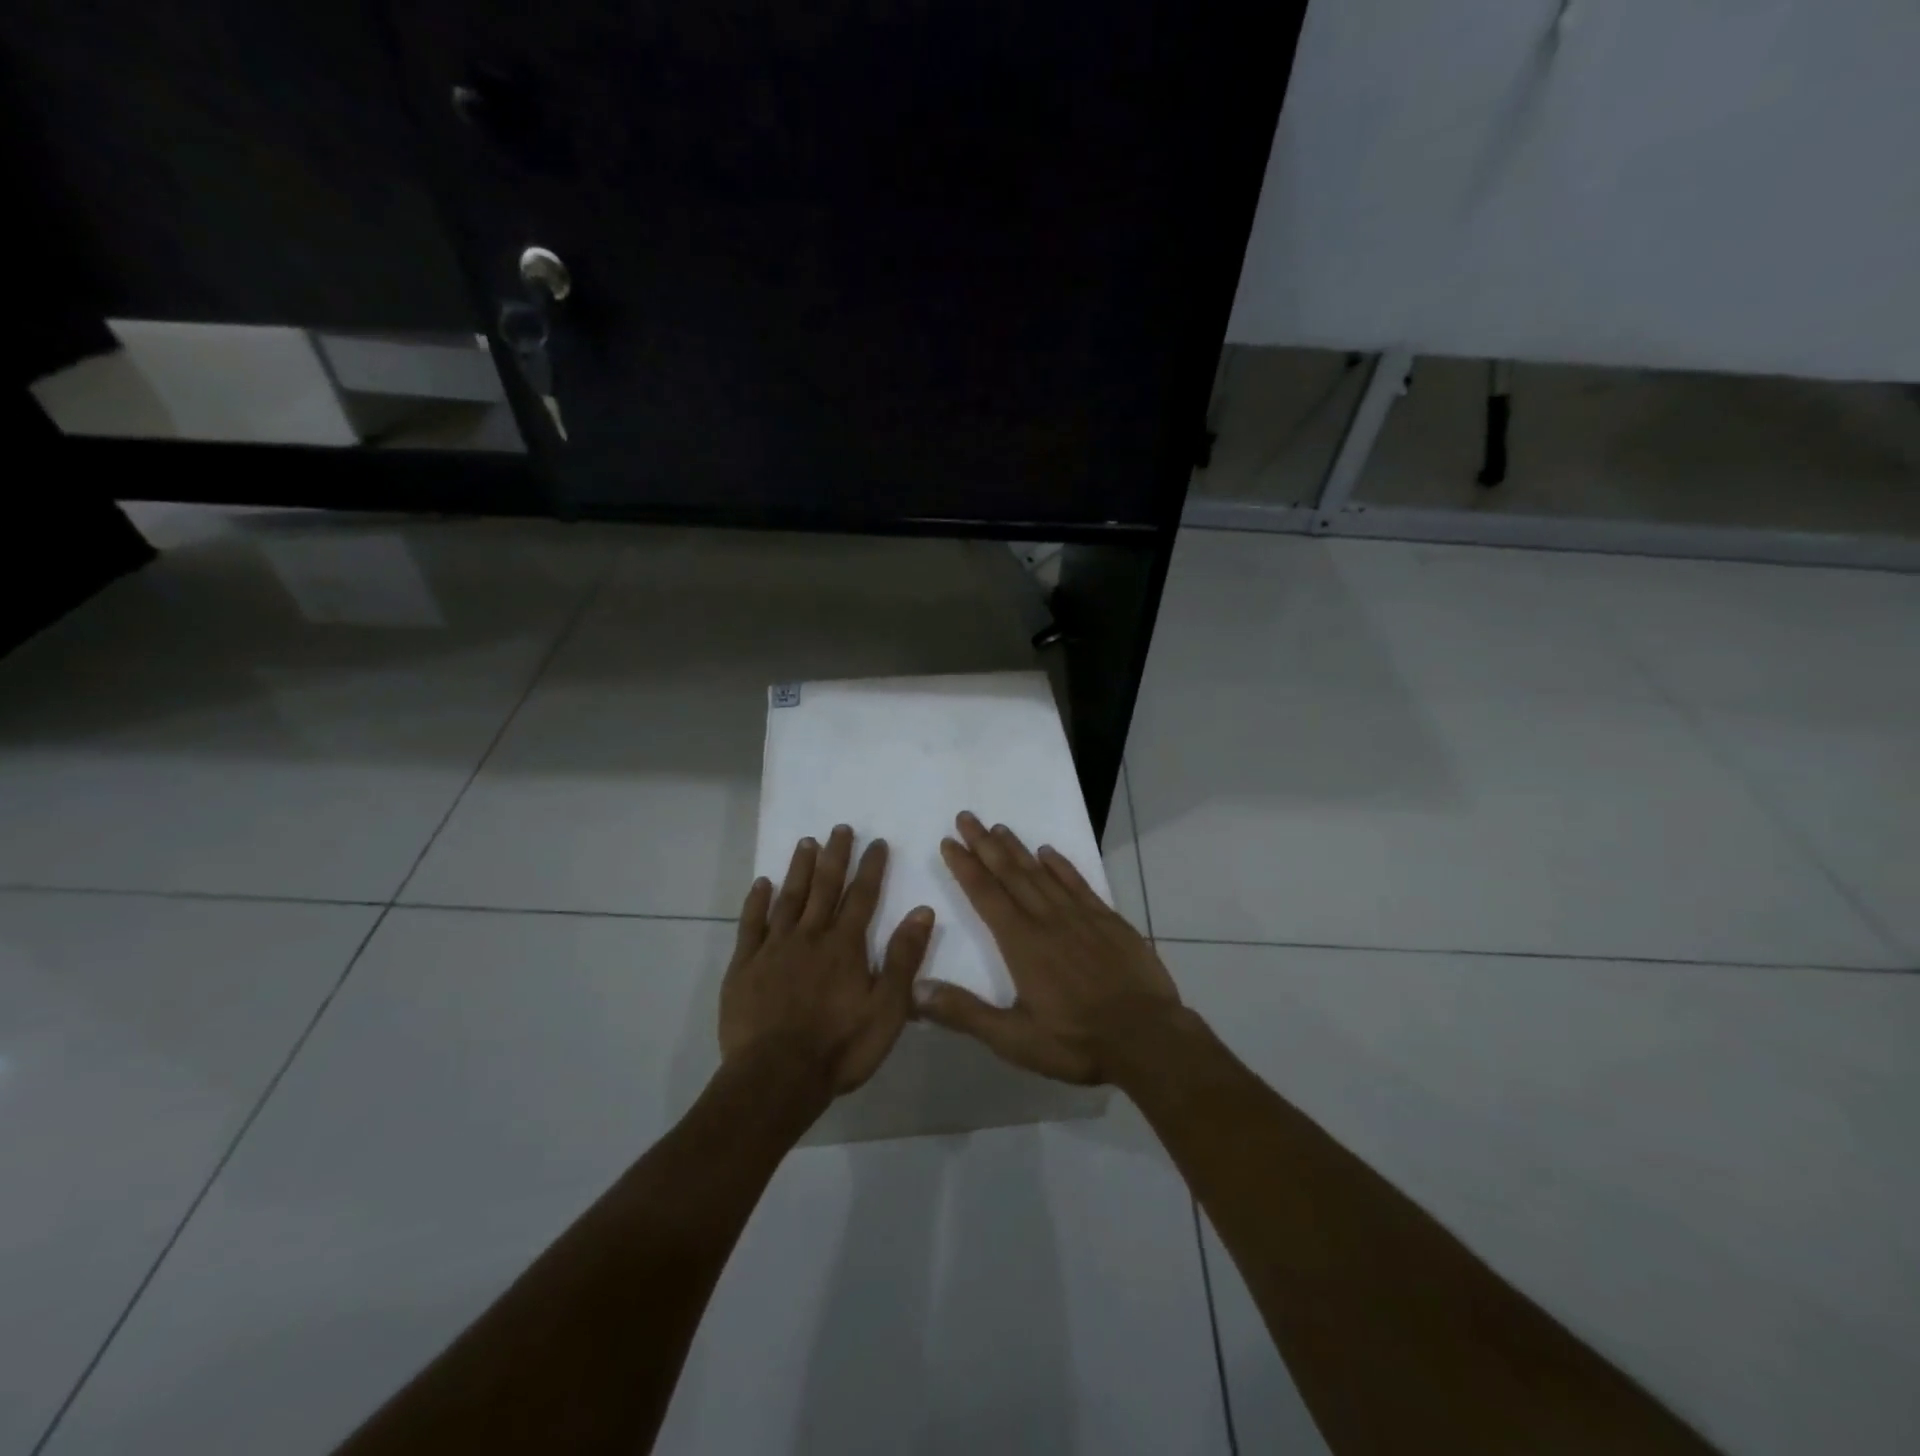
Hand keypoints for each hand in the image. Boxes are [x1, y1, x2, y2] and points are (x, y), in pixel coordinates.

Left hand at [721, 826, 935, 1101]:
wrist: (776, 1078)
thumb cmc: (839, 1047)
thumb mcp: (887, 1009)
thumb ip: (904, 958)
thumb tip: (922, 911)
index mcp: (846, 945)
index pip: (863, 896)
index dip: (872, 867)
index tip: (877, 841)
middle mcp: (811, 936)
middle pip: (825, 887)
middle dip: (835, 856)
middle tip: (840, 828)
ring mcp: (774, 948)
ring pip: (789, 897)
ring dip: (799, 869)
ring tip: (806, 842)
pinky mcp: (744, 965)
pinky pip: (751, 924)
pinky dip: (757, 901)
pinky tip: (761, 883)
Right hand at [916, 810, 1180, 1083]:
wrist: (1148, 1038)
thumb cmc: (1076, 1041)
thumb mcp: (1014, 1039)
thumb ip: (964, 1013)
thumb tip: (915, 989)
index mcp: (1022, 944)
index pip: (985, 895)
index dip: (965, 867)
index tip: (949, 841)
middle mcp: (1047, 920)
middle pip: (1010, 874)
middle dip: (985, 845)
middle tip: (967, 817)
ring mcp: (1081, 916)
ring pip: (1041, 873)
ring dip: (1017, 849)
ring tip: (999, 827)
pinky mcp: (1109, 920)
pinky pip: (1079, 883)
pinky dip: (1061, 865)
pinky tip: (1050, 852)